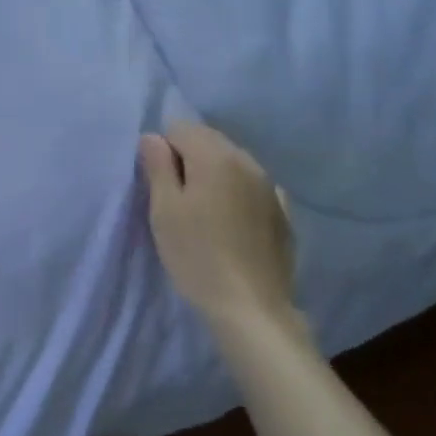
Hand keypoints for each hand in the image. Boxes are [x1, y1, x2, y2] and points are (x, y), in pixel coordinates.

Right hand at [139, 123, 299, 333]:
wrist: (251, 308)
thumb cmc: (196, 255)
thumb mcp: (164, 210)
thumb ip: (158, 167)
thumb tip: (152, 137)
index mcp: (215, 156)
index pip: (180, 128)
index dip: (163, 150)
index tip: (158, 184)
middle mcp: (247, 161)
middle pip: (209, 140)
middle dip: (188, 158)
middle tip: (175, 199)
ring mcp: (270, 187)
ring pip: (232, 162)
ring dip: (213, 175)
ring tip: (202, 212)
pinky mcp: (283, 212)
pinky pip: (251, 187)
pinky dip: (236, 193)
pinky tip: (230, 222)